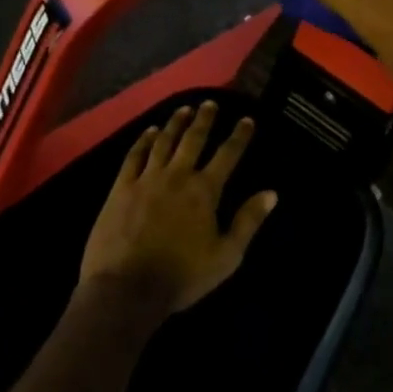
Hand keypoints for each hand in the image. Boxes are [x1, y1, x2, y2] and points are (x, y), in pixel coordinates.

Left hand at [79, 102, 278, 316]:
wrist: (126, 289)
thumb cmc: (182, 276)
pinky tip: (150, 131)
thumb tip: (272, 193)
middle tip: (210, 103)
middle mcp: (177, 176)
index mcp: (205, 191)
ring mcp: (146, 179)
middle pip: (194, 139)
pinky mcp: (121, 188)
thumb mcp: (226, 256)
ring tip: (184, 108)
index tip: (247, 120)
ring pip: (164, 142)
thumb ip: (248, 222)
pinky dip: (144, 140)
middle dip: (205, 119)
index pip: (227, 155)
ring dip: (175, 123)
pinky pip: (134, 156)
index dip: (239, 136)